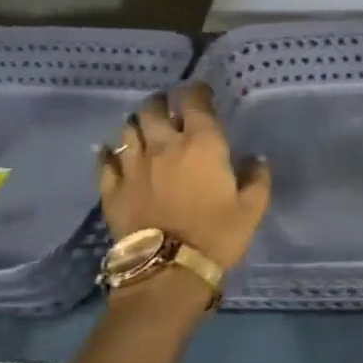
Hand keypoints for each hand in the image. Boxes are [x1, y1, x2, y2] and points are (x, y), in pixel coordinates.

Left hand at [97, 83, 270, 269]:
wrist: (168, 271)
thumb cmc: (217, 235)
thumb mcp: (252, 209)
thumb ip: (257, 178)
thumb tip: (256, 159)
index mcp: (202, 144)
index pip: (195, 102)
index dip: (197, 91)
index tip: (201, 92)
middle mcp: (164, 146)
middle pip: (153, 108)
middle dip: (161, 102)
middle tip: (168, 107)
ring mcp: (133, 166)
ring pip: (128, 130)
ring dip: (137, 125)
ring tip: (144, 130)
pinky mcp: (111, 188)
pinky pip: (105, 160)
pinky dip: (109, 152)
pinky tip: (112, 153)